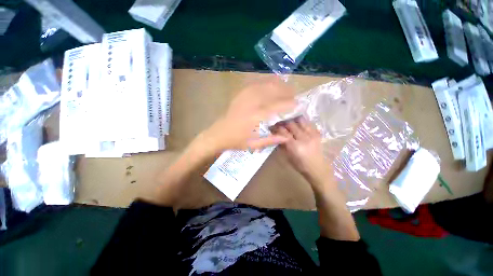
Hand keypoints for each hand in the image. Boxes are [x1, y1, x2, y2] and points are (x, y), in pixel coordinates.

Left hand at [204, 78, 295, 151]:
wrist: (219, 134)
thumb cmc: (237, 141)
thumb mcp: (255, 144)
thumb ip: (272, 139)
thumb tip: (287, 136)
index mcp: (257, 116)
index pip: (279, 106)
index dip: (291, 104)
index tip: (299, 105)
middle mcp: (253, 102)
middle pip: (275, 90)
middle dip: (287, 92)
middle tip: (293, 97)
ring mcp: (246, 95)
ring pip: (267, 84)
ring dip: (278, 85)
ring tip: (285, 90)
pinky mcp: (241, 93)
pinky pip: (257, 83)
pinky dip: (267, 82)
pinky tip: (271, 86)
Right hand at [271, 117, 331, 184]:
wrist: (318, 169)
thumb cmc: (300, 165)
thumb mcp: (288, 157)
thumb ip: (282, 145)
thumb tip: (276, 136)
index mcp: (294, 146)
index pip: (283, 132)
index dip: (276, 128)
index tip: (272, 127)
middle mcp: (303, 138)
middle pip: (290, 124)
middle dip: (283, 123)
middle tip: (279, 124)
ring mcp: (312, 135)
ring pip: (300, 121)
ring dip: (293, 121)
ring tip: (289, 123)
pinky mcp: (317, 134)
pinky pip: (308, 124)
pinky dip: (302, 123)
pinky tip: (299, 125)